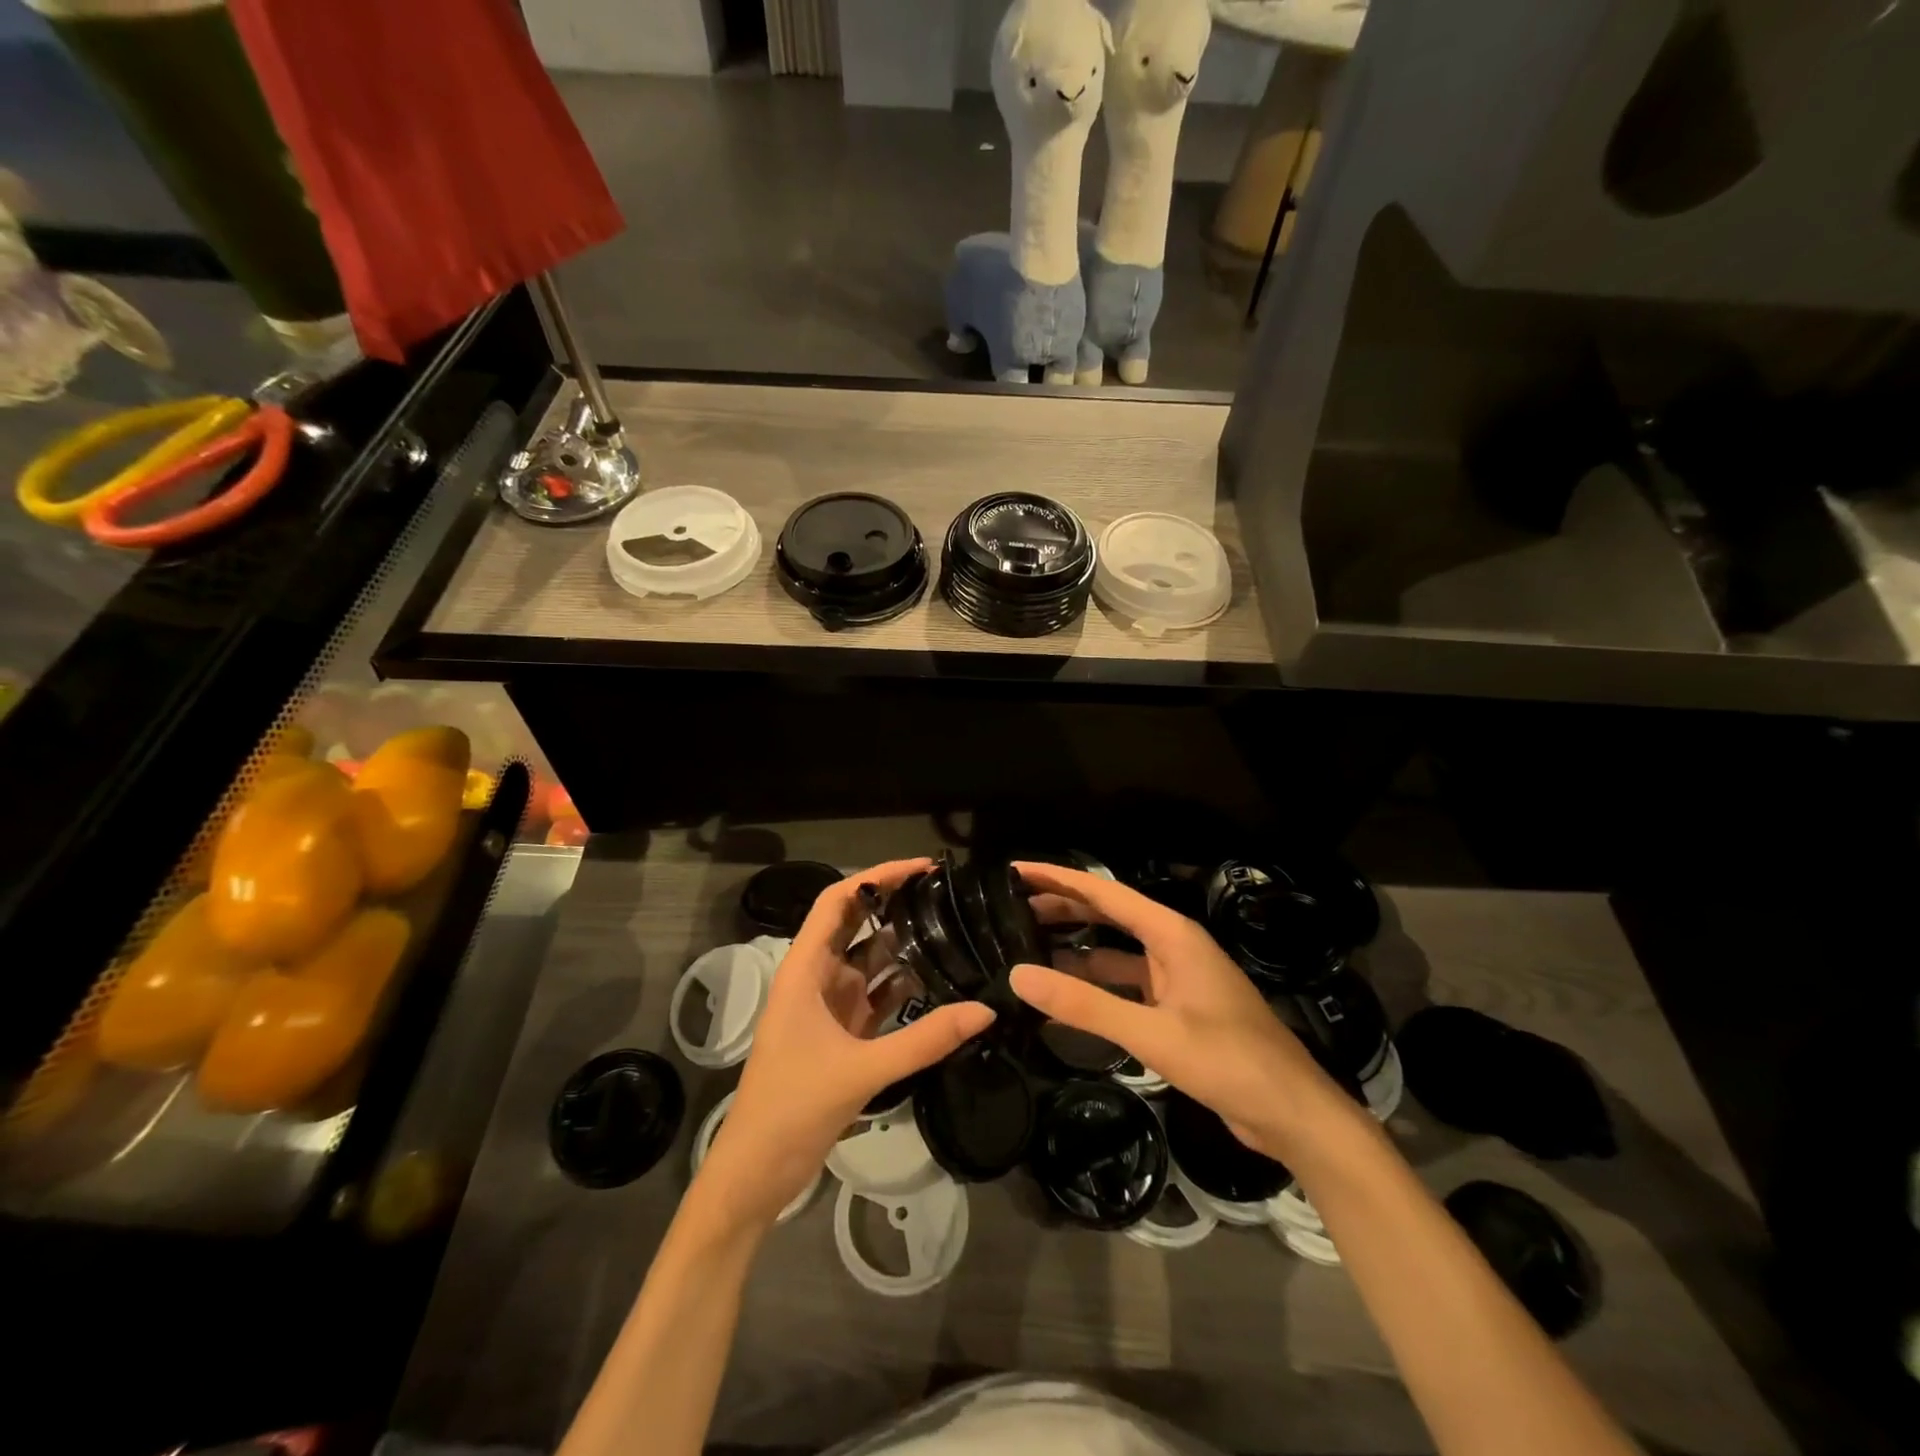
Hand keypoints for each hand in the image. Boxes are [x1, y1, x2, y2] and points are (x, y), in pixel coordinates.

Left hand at [697, 859, 994, 1229]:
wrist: (756, 1173)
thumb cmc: (792, 1108)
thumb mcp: (861, 1070)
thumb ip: (924, 1040)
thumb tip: (985, 1010)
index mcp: (804, 970)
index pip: (838, 901)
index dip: (876, 876)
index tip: (921, 868)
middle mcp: (816, 978)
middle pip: (857, 925)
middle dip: (896, 905)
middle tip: (947, 894)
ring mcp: (830, 1006)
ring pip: (871, 962)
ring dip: (905, 947)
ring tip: (954, 929)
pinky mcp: (843, 1035)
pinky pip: (878, 997)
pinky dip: (905, 988)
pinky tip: (940, 982)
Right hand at [1009, 861, 1351, 1162]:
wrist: (1294, 1115)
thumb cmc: (1230, 1062)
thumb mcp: (1153, 1033)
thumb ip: (1085, 1005)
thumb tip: (1018, 975)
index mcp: (1172, 935)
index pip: (1104, 893)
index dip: (1059, 878)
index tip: (1017, 870)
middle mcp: (1173, 946)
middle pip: (1108, 915)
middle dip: (1062, 908)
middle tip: (1010, 907)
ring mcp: (1176, 978)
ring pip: (1114, 952)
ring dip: (1075, 948)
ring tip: (1026, 947)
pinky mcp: (1177, 1009)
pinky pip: (1125, 985)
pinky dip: (1094, 986)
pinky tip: (1065, 997)